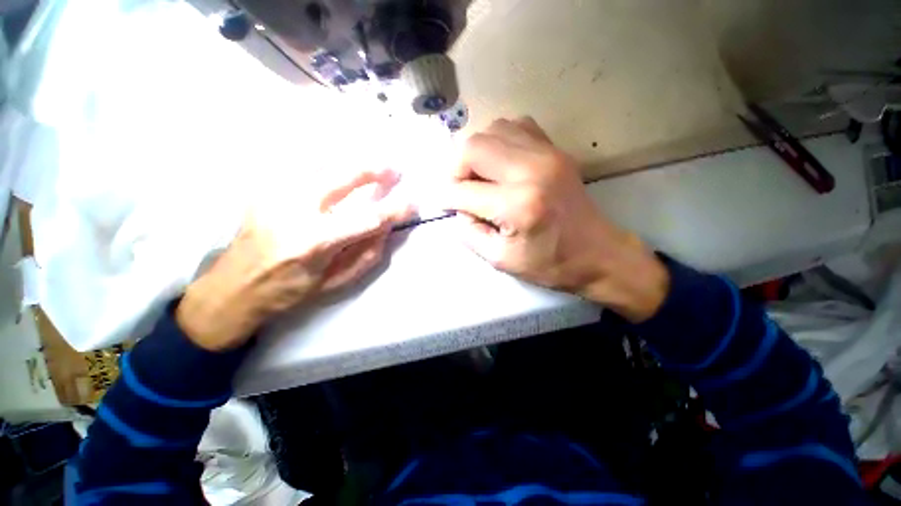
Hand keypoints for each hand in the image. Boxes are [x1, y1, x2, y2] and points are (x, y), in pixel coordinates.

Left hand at [176, 169, 411, 350]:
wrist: (233, 287)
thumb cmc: (290, 291)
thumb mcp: (336, 282)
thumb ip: (366, 254)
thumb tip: (386, 228)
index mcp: (314, 243)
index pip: (367, 219)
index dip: (394, 209)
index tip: (412, 203)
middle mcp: (294, 211)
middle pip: (342, 178)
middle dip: (374, 171)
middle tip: (395, 169)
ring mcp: (275, 194)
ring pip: (322, 165)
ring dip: (353, 163)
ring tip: (374, 166)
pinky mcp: (265, 188)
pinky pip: (304, 167)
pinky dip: (329, 164)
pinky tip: (342, 168)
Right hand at [440, 117, 668, 321]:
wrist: (598, 253)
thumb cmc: (549, 263)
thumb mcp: (499, 259)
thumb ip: (468, 232)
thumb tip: (456, 207)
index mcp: (518, 205)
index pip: (462, 191)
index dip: (445, 197)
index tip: (443, 204)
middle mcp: (531, 170)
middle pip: (473, 147)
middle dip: (455, 168)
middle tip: (460, 189)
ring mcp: (546, 154)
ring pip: (492, 130)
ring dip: (476, 153)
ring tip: (479, 177)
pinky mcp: (555, 149)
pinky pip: (515, 127)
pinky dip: (498, 142)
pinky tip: (500, 164)